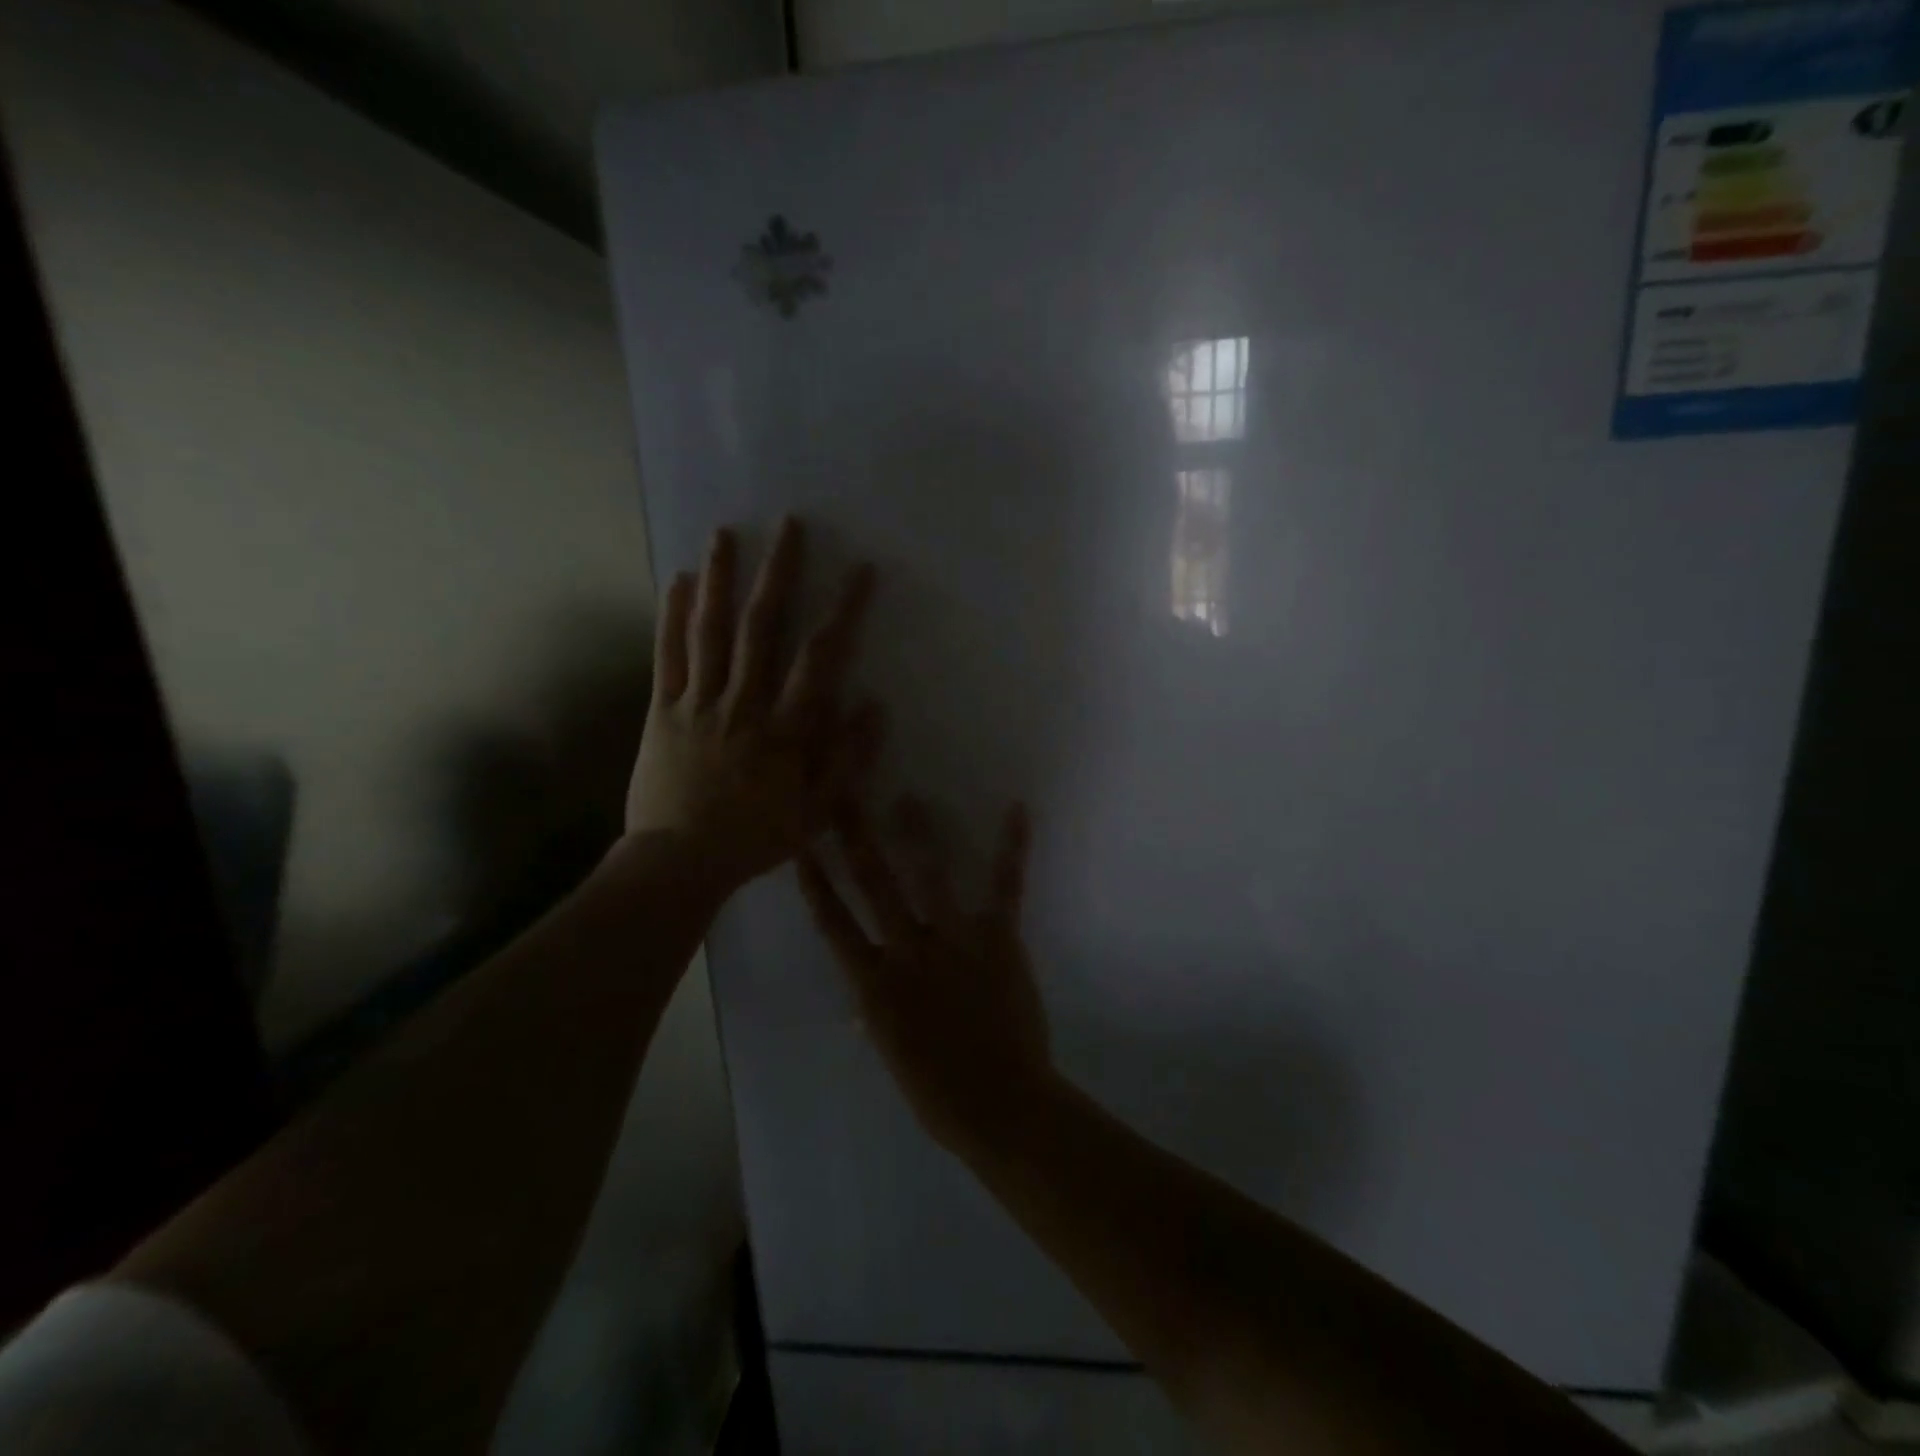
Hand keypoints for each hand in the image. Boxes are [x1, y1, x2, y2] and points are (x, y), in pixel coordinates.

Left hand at [626, 519, 883, 892]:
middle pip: (762, 627)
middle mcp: (743, 703)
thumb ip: (848, 759)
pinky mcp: (663, 709)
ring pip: (711, 631)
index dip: (844, 611)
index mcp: (786, 728)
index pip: (820, 657)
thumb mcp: (819, 811)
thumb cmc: (756, 837)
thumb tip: (874, 706)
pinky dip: (673, 617)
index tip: (861, 571)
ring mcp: (699, 702)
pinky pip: (668, 656)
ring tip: (726, 533)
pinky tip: (679, 581)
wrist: (680, 861)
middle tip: (789, 524)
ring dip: (722, 579)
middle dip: (779, 573)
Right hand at [797, 796, 1055, 1156]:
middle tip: (842, 798)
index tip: (802, 848)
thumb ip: (878, 1016)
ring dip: (919, 833)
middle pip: (874, 886)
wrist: (1001, 1106)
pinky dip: (1011, 848)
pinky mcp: (998, 940)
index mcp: (875, 985)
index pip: (834, 925)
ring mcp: (953, 942)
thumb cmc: (939, 1093)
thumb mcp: (894, 1054)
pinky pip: (1004, 887)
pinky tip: (1016, 811)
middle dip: (855, 839)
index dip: (816, 885)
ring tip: (909, 797)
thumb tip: (862, 1002)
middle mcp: (907, 952)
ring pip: (930, 877)